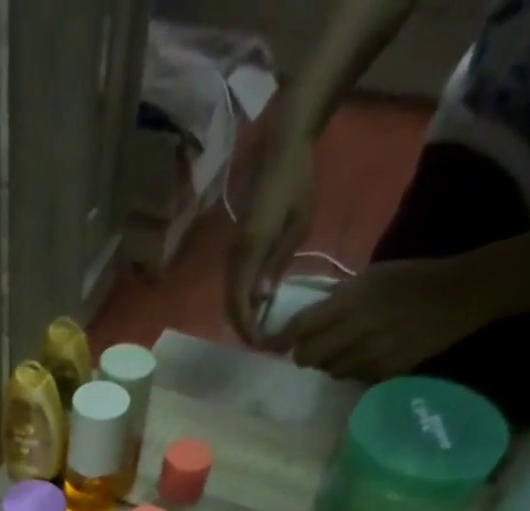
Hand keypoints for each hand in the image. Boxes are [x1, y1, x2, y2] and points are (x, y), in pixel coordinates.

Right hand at [227, 129, 318, 345]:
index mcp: (249, 251)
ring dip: (243, 316)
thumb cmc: (297, 181)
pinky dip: (244, 300)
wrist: (281, 147)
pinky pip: (235, 283)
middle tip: (266, 342)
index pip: (240, 302)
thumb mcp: (298, 223)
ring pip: (230, 296)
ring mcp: (232, 252)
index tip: (264, 344)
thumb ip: (278, 261)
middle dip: (245, 327)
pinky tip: (260, 305)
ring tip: (263, 328)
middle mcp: (234, 255)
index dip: (249, 327)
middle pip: (231, 304)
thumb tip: (261, 297)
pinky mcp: (236, 248)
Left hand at [277, 258, 501, 378]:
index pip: (298, 328)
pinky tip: (369, 354)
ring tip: (347, 348)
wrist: (462, 294)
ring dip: (331, 363)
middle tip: (315, 347)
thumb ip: (336, 298)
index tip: (286, 337)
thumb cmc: (413, 278)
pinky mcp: (384, 372)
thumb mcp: (371, 276)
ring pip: (328, 371)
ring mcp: (369, 354)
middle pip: (306, 357)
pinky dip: (354, 369)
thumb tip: (302, 318)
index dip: (288, 336)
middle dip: (305, 353)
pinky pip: (353, 377)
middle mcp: (355, 330)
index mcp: (350, 301)